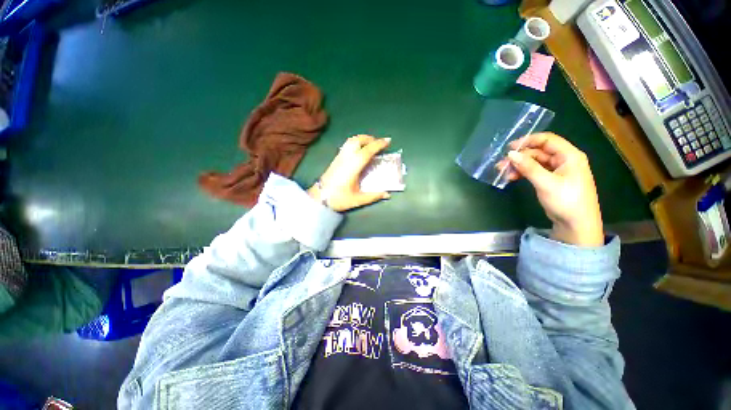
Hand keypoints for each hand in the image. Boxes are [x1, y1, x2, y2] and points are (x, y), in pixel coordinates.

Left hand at [308, 135, 391, 211]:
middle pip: (357, 141)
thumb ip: (373, 196)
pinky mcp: (335, 159)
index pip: (367, 151)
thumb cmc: (338, 199)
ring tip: (370, 144)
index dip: (378, 145)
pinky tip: (359, 151)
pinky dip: (355, 143)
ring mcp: (339, 157)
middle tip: (379, 143)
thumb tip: (387, 195)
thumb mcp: (357, 200)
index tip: (388, 141)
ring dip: (362, 139)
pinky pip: (346, 146)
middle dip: (369, 138)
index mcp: (353, 167)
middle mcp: (345, 158)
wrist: (319, 198)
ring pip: (350, 141)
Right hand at [503, 132, 604, 246]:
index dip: (528, 141)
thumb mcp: (546, 183)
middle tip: (501, 165)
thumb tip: (511, 154)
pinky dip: (523, 173)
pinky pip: (534, 171)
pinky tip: (512, 178)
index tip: (509, 148)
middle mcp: (564, 160)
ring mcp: (557, 171)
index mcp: (569, 156)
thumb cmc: (566, 200)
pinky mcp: (551, 180)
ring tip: (503, 173)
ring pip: (534, 162)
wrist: (576, 224)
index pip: (547, 140)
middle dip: (519, 157)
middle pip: (538, 152)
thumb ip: (528, 167)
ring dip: (519, 166)